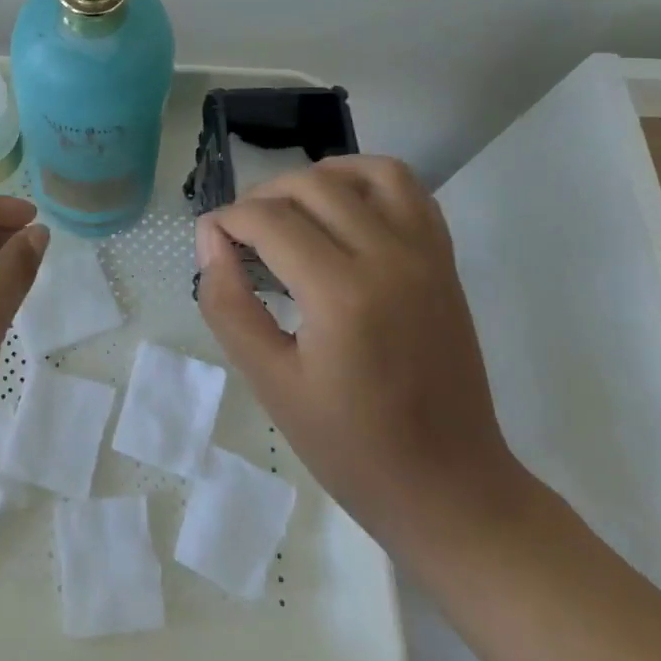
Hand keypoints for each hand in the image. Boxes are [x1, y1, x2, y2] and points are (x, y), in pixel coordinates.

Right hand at [196, 155, 522, 546]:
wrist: (451, 488)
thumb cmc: (353, 448)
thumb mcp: (271, 383)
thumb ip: (228, 304)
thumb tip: (209, 240)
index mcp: (342, 295)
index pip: (269, 221)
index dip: (227, 220)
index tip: (210, 240)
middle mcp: (389, 258)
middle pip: (311, 186)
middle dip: (262, 196)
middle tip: (240, 233)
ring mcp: (425, 254)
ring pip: (365, 172)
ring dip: (316, 177)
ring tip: (290, 210)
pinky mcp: (444, 260)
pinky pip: (408, 189)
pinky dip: (367, 179)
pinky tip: (342, 208)